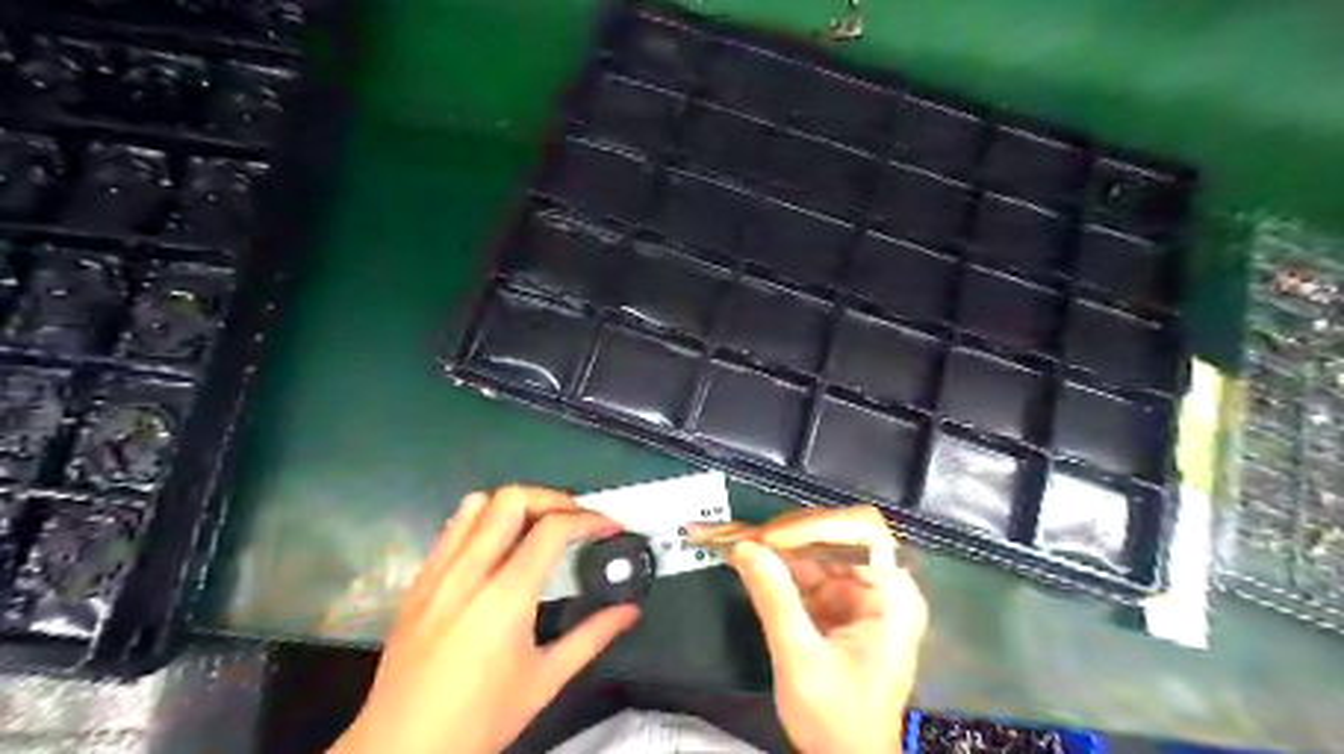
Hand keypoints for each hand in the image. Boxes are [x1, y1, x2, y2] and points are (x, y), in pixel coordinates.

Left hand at [328, 486, 634, 752]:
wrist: (400, 750)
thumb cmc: (479, 719)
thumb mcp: (544, 681)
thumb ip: (592, 637)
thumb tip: (629, 611)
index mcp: (506, 597)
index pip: (553, 529)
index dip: (589, 519)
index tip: (610, 527)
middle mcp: (469, 572)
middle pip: (513, 499)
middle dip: (554, 500)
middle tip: (576, 520)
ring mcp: (437, 573)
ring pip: (476, 504)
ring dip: (514, 505)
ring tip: (536, 526)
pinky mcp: (417, 582)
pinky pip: (451, 529)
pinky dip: (481, 521)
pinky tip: (496, 547)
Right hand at [688, 507, 931, 753]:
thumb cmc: (837, 723)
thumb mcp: (801, 663)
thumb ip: (774, 600)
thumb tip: (743, 547)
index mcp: (891, 596)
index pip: (861, 532)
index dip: (814, 526)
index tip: (769, 540)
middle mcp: (878, 583)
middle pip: (831, 534)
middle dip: (781, 533)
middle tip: (735, 535)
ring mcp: (855, 590)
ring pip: (810, 547)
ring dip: (767, 543)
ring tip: (723, 534)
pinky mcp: (834, 600)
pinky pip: (800, 568)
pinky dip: (768, 562)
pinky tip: (739, 554)